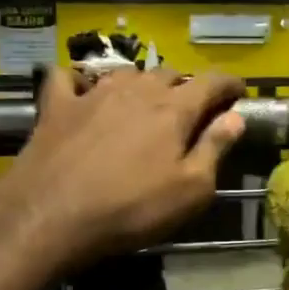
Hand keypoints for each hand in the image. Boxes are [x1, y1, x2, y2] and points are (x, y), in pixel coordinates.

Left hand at [0, 66, 245, 275]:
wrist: (50, 216)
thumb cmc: (131, 209)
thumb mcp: (190, 190)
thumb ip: (215, 148)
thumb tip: (236, 117)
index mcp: (173, 109)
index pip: (210, 82)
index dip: (229, 84)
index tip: (239, 91)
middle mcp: (136, 90)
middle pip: (168, 74)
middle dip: (186, 86)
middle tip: (191, 109)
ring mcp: (92, 94)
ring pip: (126, 73)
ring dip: (141, 84)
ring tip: (144, 102)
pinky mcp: (56, 106)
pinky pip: (68, 78)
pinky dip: (80, 80)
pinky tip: (82, 92)